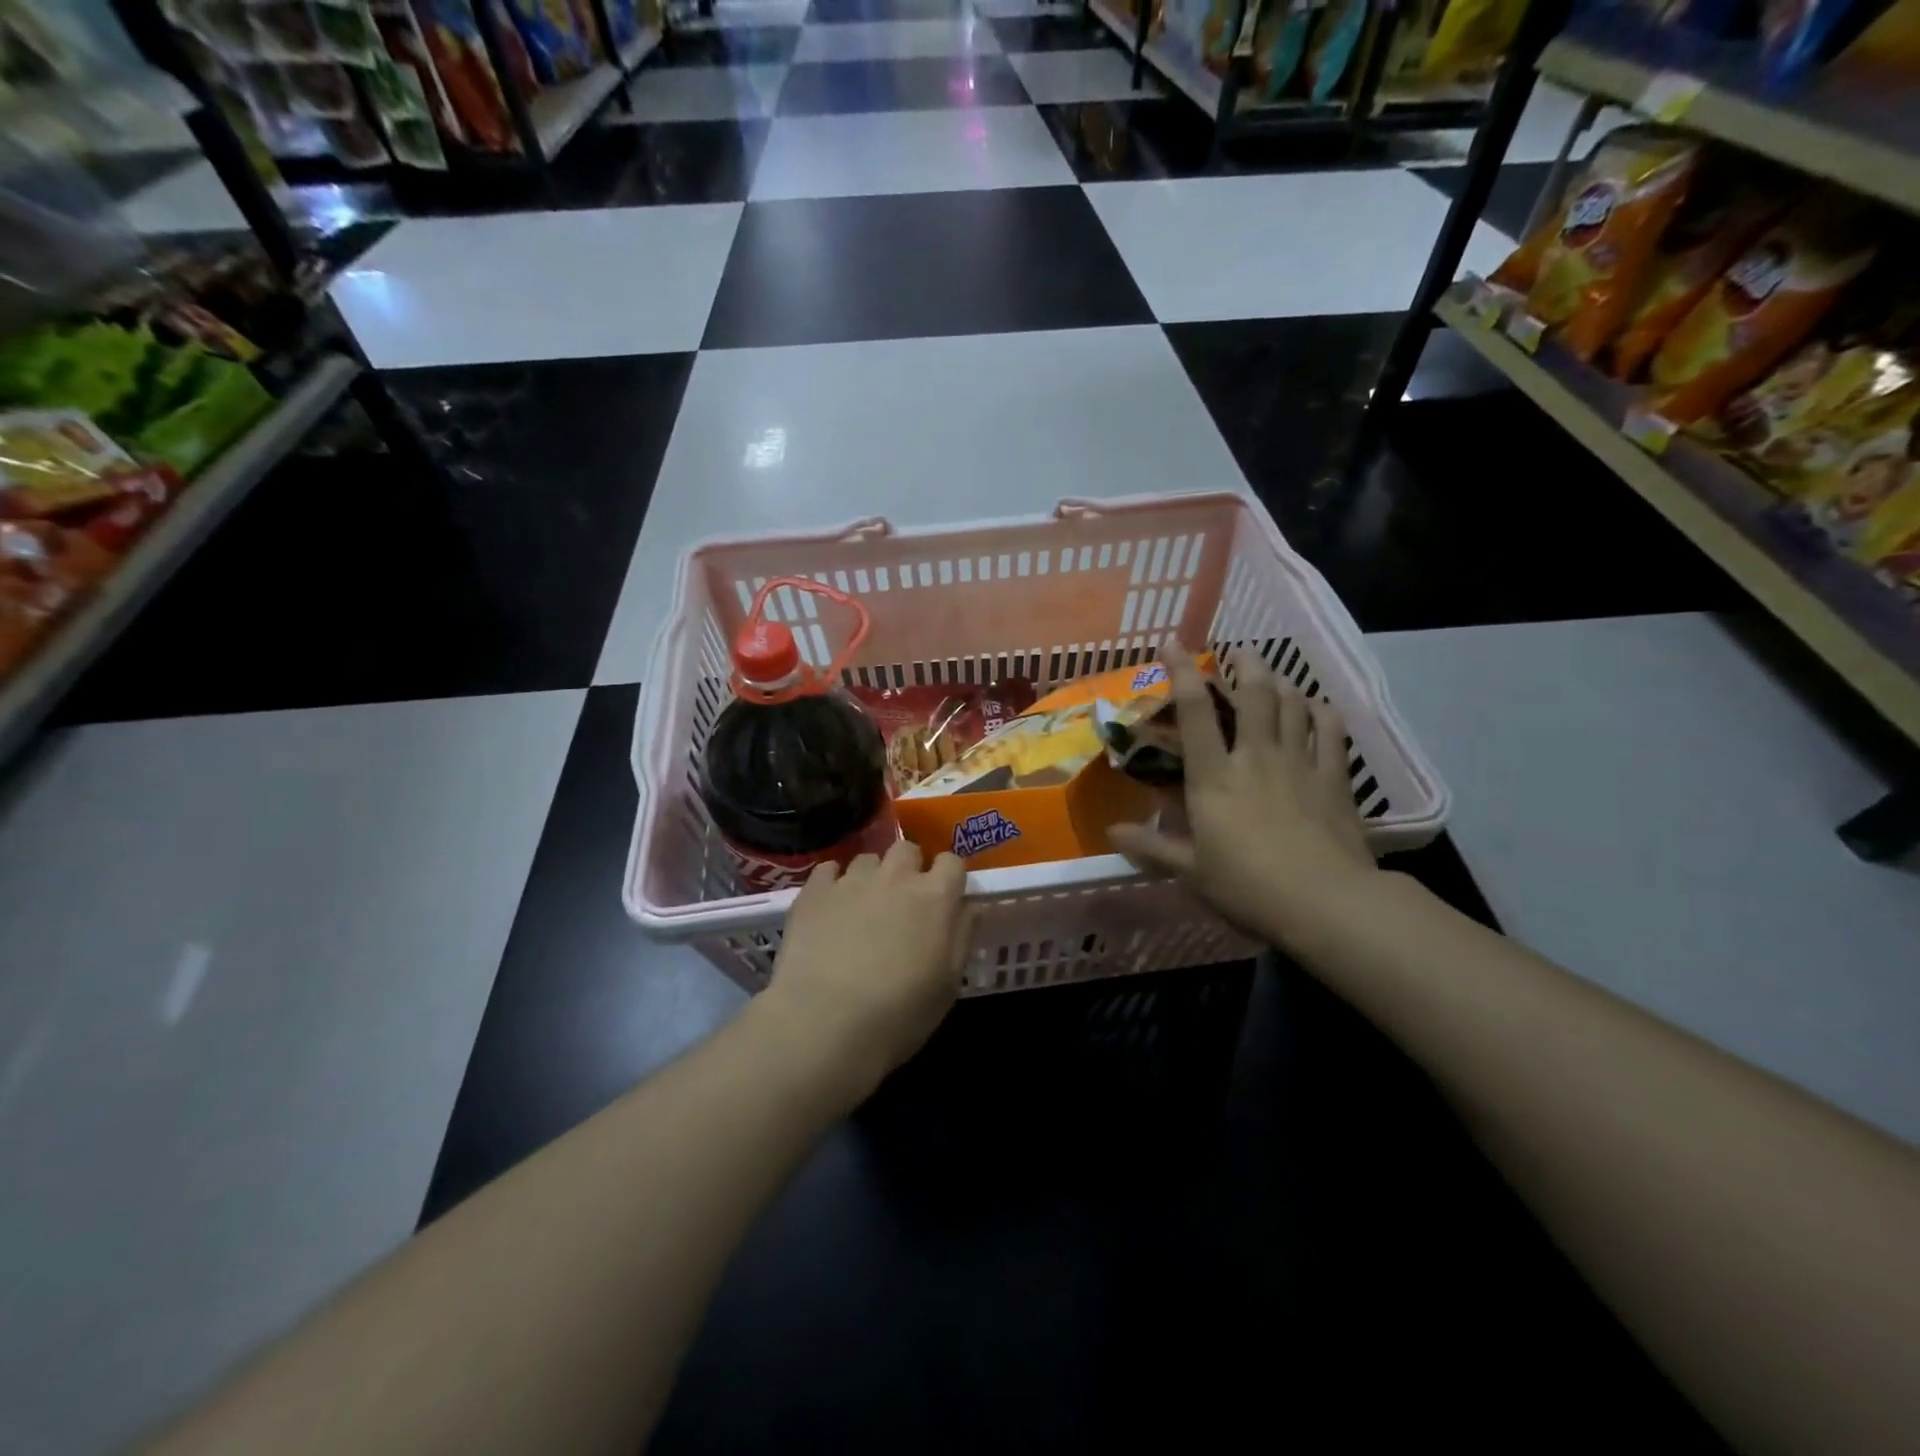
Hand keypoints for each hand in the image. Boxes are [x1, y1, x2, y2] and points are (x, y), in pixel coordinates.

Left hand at [755, 841, 974, 1105]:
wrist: (825, 1023)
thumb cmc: (899, 1013)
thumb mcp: (948, 984)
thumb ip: (961, 935)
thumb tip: (968, 906)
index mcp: (936, 897)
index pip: (952, 861)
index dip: (949, 877)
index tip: (944, 897)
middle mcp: (896, 877)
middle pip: (907, 849)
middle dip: (909, 867)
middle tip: (902, 900)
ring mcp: (852, 880)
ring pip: (868, 859)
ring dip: (871, 877)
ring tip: (862, 907)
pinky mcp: (814, 891)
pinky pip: (828, 870)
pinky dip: (833, 883)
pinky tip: (830, 908)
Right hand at [1108, 647, 1378, 952]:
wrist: (1326, 903)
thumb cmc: (1248, 886)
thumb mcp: (1191, 871)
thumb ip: (1151, 847)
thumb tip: (1110, 832)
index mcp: (1214, 776)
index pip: (1194, 712)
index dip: (1182, 672)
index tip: (1173, 644)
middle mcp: (1256, 757)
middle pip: (1255, 694)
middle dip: (1246, 665)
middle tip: (1240, 651)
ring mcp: (1300, 764)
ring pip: (1294, 705)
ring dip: (1282, 683)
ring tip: (1274, 674)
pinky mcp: (1335, 779)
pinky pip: (1332, 733)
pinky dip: (1324, 713)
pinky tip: (1320, 707)